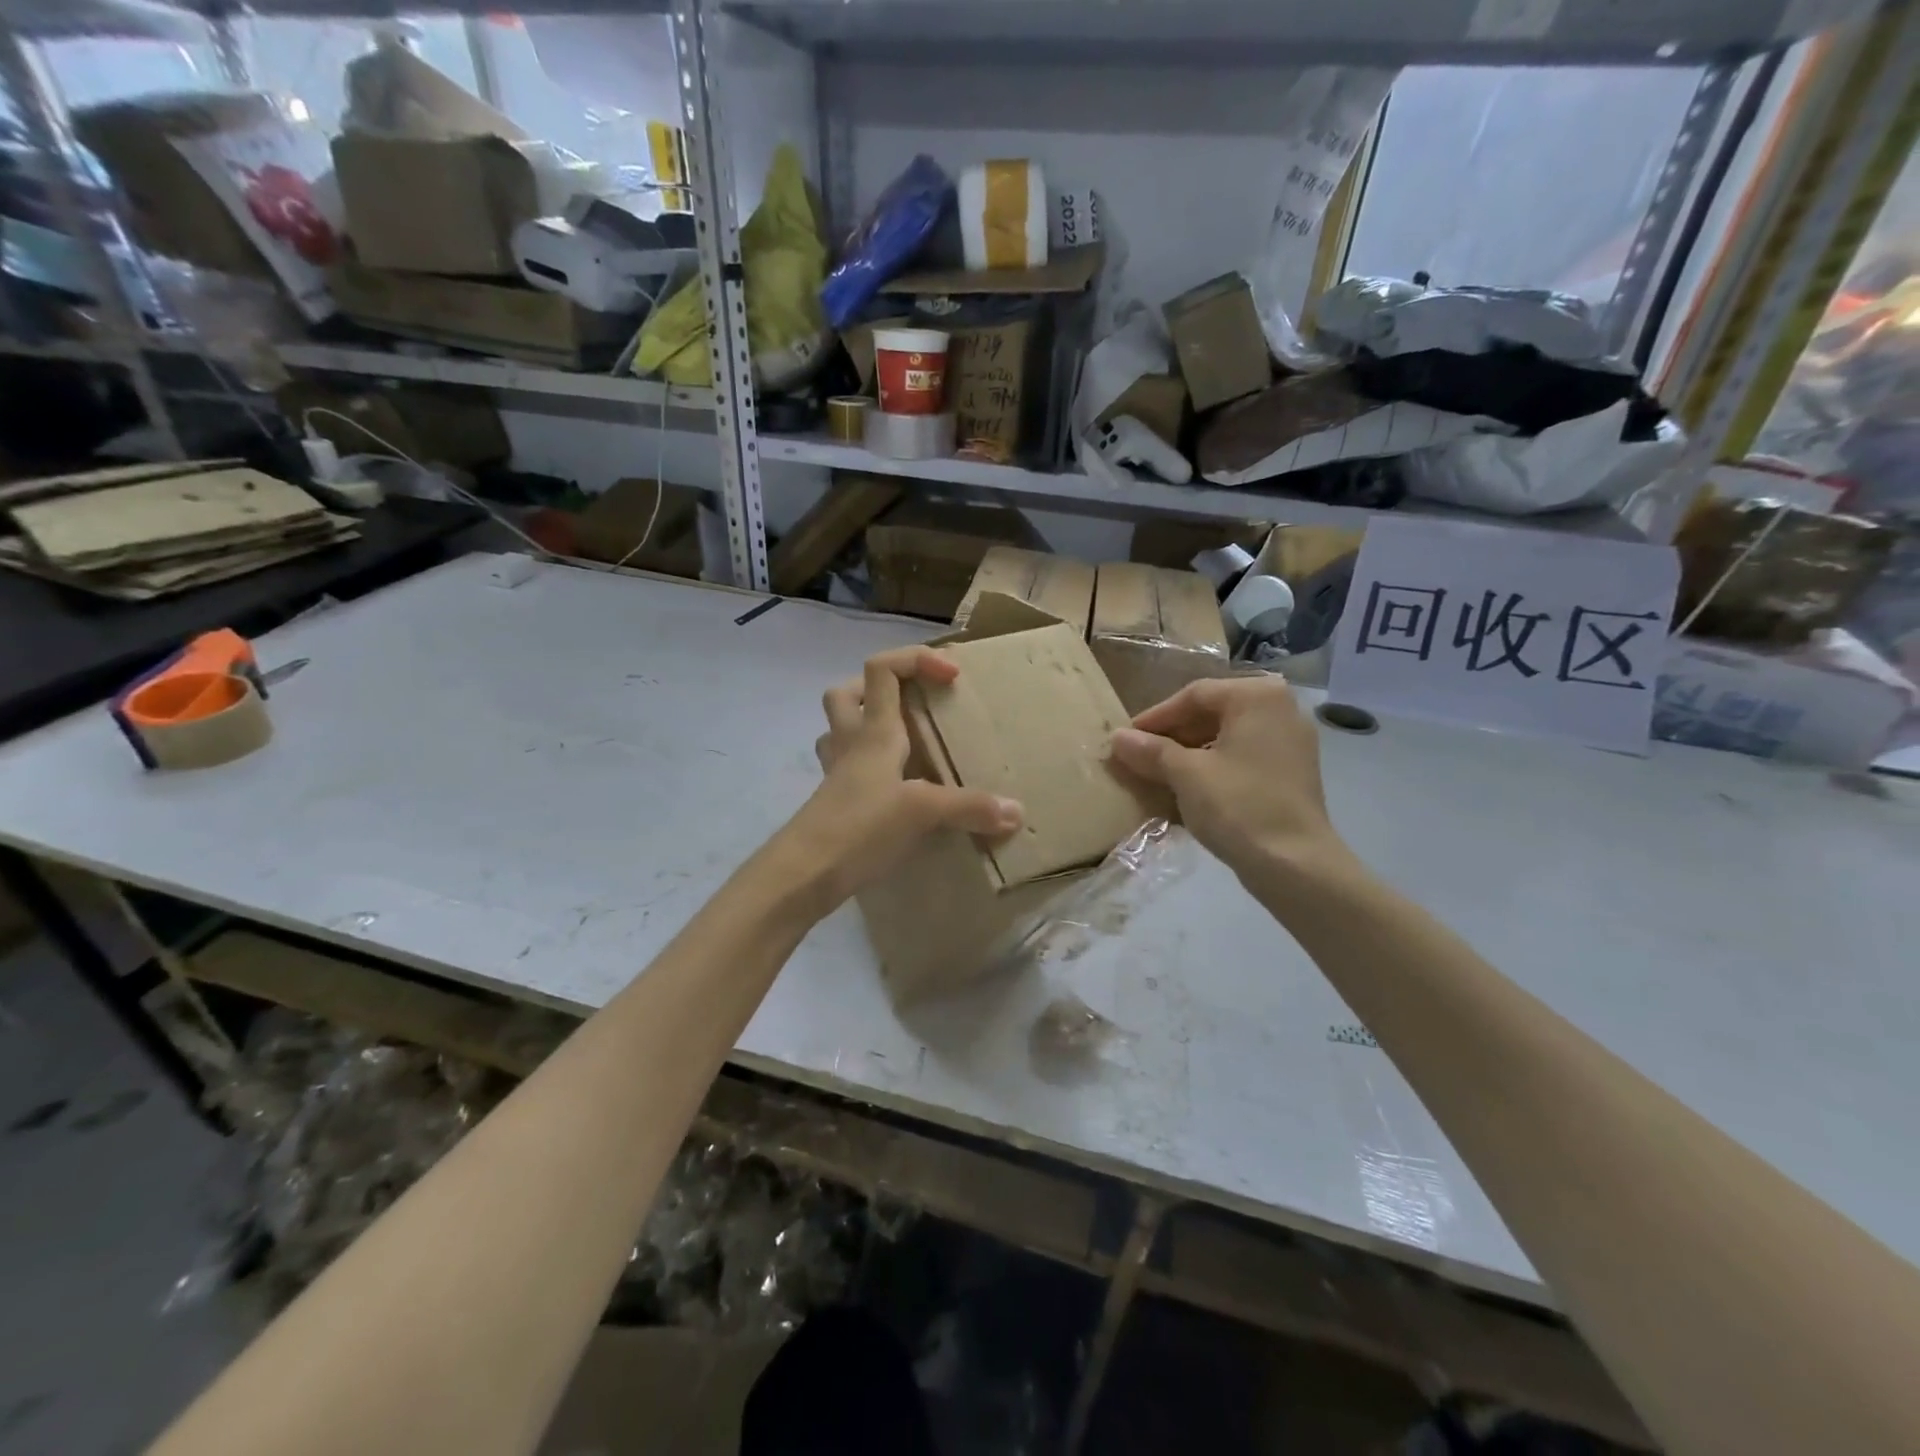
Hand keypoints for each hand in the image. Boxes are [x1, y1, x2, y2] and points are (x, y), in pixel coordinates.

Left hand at [780, 646, 1022, 913]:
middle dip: (879, 688)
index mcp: (873, 732)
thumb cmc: (859, 827)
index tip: (952, 676)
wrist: (803, 874)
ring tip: (905, 744)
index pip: (882, 669)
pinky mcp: (835, 803)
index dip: (916, 659)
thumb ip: (970, 807)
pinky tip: (897, 790)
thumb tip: (1017, 811)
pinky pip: (849, 769)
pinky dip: (872, 769)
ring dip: (867, 726)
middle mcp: (851, 744)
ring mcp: (838, 774)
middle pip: (847, 693)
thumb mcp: (921, 812)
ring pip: (841, 730)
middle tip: (914, 706)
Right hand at [1108, 677, 1349, 888]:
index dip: (1155, 717)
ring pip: (1227, 736)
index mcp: (1257, 697)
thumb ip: (1150, 751)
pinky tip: (1190, 789)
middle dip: (1173, 736)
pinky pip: (1244, 756)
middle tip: (1140, 757)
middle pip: (1212, 712)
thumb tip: (1117, 737)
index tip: (1127, 740)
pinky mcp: (1293, 771)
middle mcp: (1280, 708)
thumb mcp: (1186, 775)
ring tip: (1159, 775)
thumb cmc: (1238, 806)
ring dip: (1190, 752)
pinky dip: (1214, 766)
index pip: (1193, 695)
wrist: (1295, 864)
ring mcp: (1292, 741)